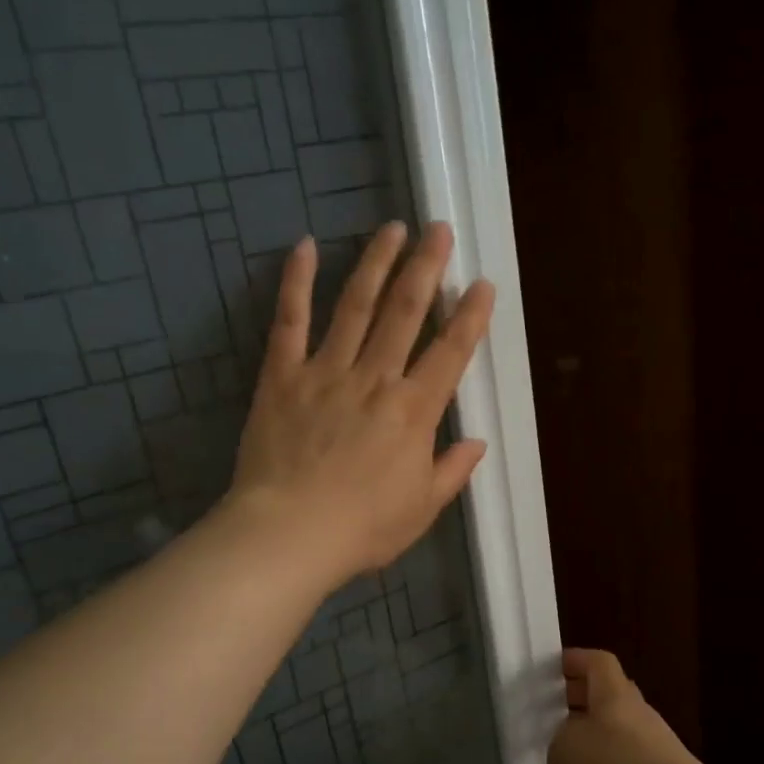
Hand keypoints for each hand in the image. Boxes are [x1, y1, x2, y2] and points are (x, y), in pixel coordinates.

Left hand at [227, 221, 494, 587]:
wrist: (290, 534)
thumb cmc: (362, 528)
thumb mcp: (422, 508)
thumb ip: (451, 470)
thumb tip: (476, 442)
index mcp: (414, 411)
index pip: (450, 352)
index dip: (469, 316)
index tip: (481, 284)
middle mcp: (375, 379)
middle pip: (405, 313)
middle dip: (426, 267)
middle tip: (439, 230)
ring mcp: (326, 372)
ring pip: (356, 306)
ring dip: (376, 264)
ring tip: (391, 229)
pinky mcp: (282, 377)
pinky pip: (290, 322)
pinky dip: (297, 283)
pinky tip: (305, 247)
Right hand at [549, 648, 710, 763]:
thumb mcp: (570, 750)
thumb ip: (558, 742)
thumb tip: (561, 747)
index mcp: (614, 693)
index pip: (597, 661)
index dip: (574, 660)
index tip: (550, 669)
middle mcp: (635, 712)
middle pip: (605, 694)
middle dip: (577, 699)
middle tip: (548, 712)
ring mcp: (651, 744)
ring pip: (614, 728)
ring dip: (589, 735)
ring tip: (562, 754)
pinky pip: (624, 758)